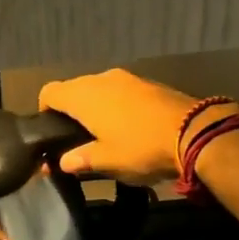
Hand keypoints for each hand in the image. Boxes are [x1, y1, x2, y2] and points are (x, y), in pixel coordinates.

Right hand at [38, 69, 218, 184]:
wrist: (194, 132)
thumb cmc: (140, 148)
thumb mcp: (106, 161)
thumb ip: (80, 159)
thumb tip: (63, 162)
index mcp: (84, 96)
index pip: (50, 92)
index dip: (44, 111)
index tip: (51, 132)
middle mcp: (101, 79)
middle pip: (74, 89)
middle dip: (70, 111)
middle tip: (75, 139)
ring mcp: (127, 78)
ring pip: (98, 89)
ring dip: (95, 108)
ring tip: (102, 134)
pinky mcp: (147, 83)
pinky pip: (120, 91)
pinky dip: (115, 105)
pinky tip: (127, 127)